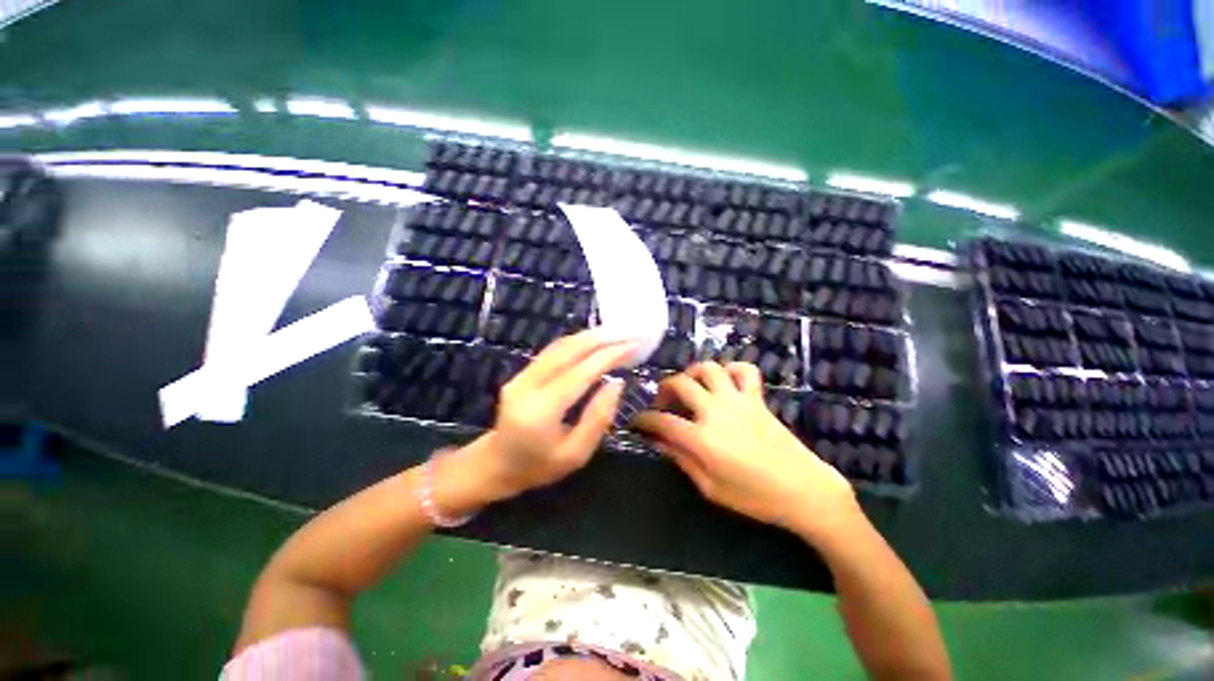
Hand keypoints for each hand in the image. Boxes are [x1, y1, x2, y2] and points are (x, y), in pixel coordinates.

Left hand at [454, 330, 632, 502]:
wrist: (496, 465)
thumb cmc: (539, 467)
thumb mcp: (576, 454)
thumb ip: (597, 418)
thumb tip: (616, 383)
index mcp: (541, 411)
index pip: (580, 373)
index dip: (608, 356)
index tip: (633, 346)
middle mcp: (527, 386)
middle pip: (568, 351)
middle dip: (602, 338)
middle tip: (629, 333)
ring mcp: (520, 376)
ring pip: (559, 346)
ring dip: (590, 336)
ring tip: (617, 333)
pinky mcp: (521, 372)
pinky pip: (552, 351)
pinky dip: (577, 342)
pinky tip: (594, 340)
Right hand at [634, 362, 858, 538]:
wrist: (804, 490)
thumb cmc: (755, 497)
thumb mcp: (711, 488)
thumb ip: (682, 460)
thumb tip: (659, 442)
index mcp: (702, 439)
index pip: (661, 421)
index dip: (644, 419)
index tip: (637, 421)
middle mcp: (715, 411)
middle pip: (679, 384)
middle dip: (663, 389)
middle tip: (663, 402)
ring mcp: (737, 400)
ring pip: (708, 368)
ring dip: (692, 372)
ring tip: (689, 386)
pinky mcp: (756, 398)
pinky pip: (744, 370)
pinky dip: (731, 369)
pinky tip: (725, 381)